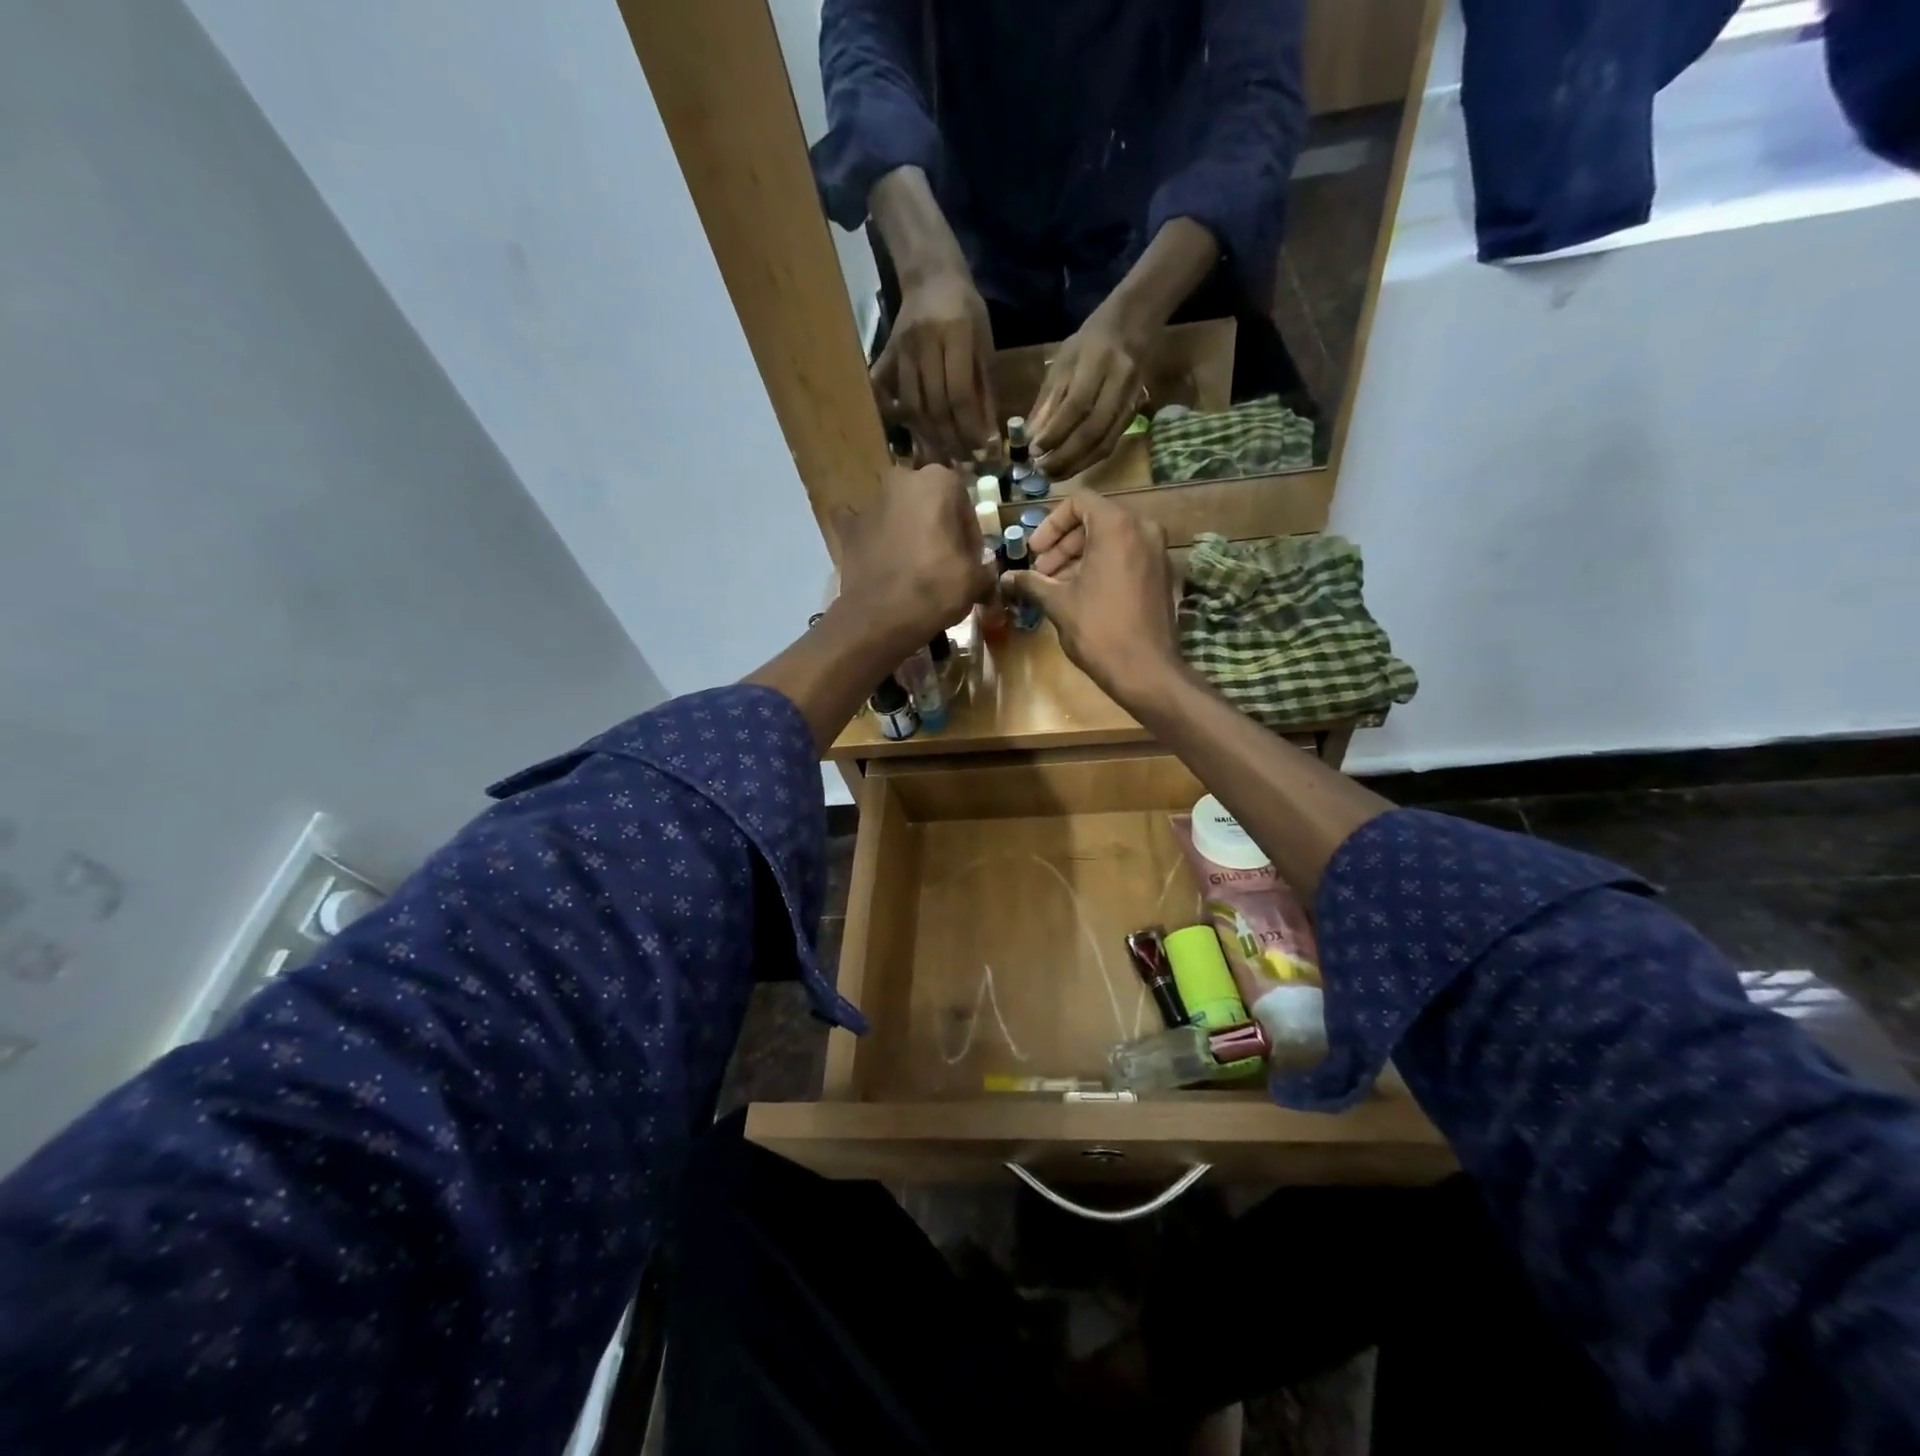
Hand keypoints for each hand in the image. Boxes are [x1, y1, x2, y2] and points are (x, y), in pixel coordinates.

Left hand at [832, 465, 996, 648]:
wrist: (881, 617)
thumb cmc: (936, 588)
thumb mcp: (976, 580)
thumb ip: (984, 568)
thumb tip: (984, 572)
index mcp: (938, 481)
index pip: (964, 505)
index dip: (970, 535)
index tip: (970, 560)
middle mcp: (901, 480)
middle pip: (928, 503)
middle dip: (936, 525)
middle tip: (943, 560)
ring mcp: (869, 502)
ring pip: (896, 512)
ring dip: (904, 529)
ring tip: (911, 565)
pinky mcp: (847, 528)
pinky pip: (861, 527)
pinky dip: (868, 537)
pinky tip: (876, 556)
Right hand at [871, 270, 997, 462]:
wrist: (930, 276)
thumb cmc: (967, 310)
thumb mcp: (985, 344)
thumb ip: (985, 388)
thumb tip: (988, 435)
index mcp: (956, 334)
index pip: (959, 393)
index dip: (969, 426)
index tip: (981, 450)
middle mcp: (925, 343)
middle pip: (934, 405)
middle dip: (950, 439)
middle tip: (963, 461)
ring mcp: (901, 349)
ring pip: (911, 405)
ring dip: (928, 436)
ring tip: (944, 455)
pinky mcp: (886, 354)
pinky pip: (886, 391)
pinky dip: (895, 415)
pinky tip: (909, 433)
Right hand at [1000, 494, 1181, 706]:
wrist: (1146, 670)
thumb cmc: (1099, 629)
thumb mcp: (1058, 603)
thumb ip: (1031, 583)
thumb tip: (1005, 578)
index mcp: (1117, 526)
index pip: (1079, 501)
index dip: (1050, 524)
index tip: (1034, 552)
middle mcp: (1143, 529)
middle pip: (1095, 519)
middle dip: (1063, 544)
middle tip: (1041, 572)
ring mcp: (1157, 552)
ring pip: (1111, 539)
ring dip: (1079, 557)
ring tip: (1056, 587)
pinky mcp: (1162, 574)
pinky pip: (1127, 556)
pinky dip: (1102, 566)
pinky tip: (1081, 595)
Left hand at [1028, 307, 1144, 480]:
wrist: (1134, 324)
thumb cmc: (1090, 341)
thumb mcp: (1063, 361)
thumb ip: (1048, 400)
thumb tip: (1030, 437)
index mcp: (1098, 361)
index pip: (1076, 405)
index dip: (1055, 432)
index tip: (1033, 451)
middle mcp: (1119, 382)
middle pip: (1092, 431)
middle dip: (1064, 456)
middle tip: (1040, 471)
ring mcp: (1130, 400)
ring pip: (1104, 443)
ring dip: (1077, 465)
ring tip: (1053, 475)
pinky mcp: (1134, 413)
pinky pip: (1111, 444)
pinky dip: (1089, 460)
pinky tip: (1072, 467)